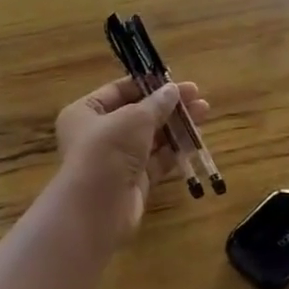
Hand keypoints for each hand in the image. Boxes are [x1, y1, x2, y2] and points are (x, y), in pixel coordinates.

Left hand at [56, 77, 210, 233]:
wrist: (97, 208)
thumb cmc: (108, 150)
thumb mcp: (134, 119)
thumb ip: (156, 104)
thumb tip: (174, 90)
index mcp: (85, 112)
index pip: (118, 91)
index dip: (147, 85)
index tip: (175, 81)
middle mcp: (98, 134)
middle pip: (137, 114)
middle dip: (167, 106)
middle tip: (198, 97)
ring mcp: (117, 160)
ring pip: (150, 138)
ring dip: (175, 126)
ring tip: (204, 113)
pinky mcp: (133, 181)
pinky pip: (157, 161)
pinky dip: (175, 151)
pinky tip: (196, 140)